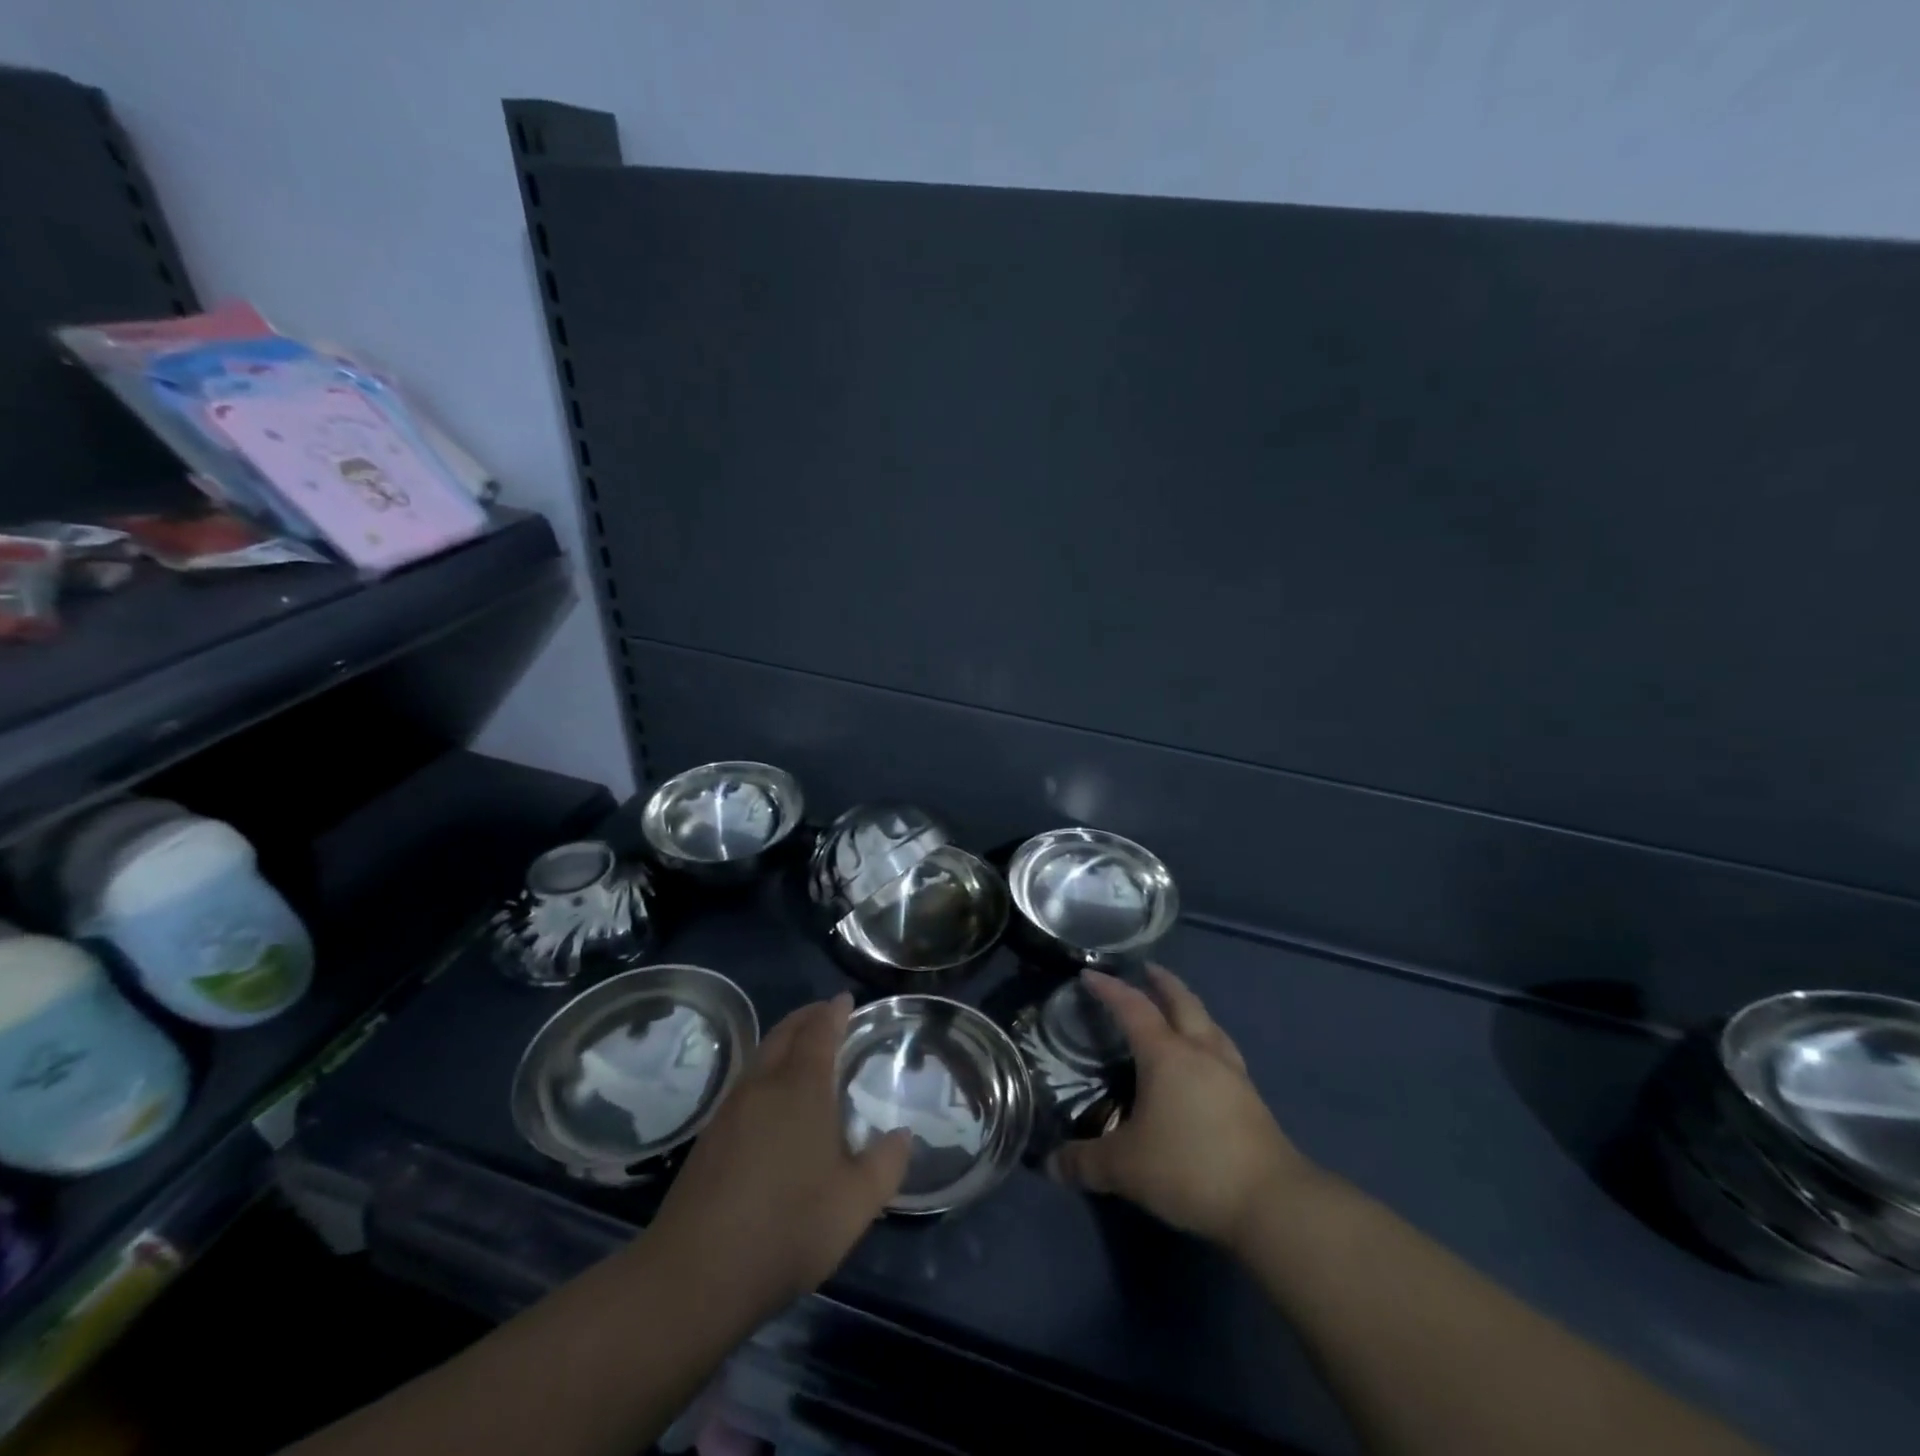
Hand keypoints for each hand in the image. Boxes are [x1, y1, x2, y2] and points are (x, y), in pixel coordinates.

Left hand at [647, 993, 909, 1321]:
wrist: (694, 1275)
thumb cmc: (786, 1229)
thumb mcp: (855, 1204)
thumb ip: (885, 1166)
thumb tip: (902, 1136)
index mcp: (801, 1088)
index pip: (819, 1032)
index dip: (834, 1012)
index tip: (845, 999)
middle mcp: (763, 1086)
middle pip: (785, 1033)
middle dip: (806, 1017)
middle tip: (826, 1013)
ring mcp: (730, 1110)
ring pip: (761, 1056)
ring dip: (784, 1042)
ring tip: (803, 1050)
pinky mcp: (710, 1137)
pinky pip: (746, 1083)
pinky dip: (767, 1071)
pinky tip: (773, 1101)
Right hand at [1050, 966, 1315, 1248]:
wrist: (1271, 1202)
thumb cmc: (1190, 1167)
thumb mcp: (1126, 1168)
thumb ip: (1086, 1162)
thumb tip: (1051, 1164)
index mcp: (1166, 1054)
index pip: (1133, 1008)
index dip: (1110, 989)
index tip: (1090, 975)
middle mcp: (1200, 1052)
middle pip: (1182, 1002)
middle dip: (1163, 982)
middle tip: (1147, 970)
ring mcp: (1232, 1073)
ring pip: (1209, 1024)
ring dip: (1191, 1008)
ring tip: (1179, 1009)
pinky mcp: (1251, 1100)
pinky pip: (1224, 1052)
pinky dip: (1208, 1040)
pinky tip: (1206, 1061)